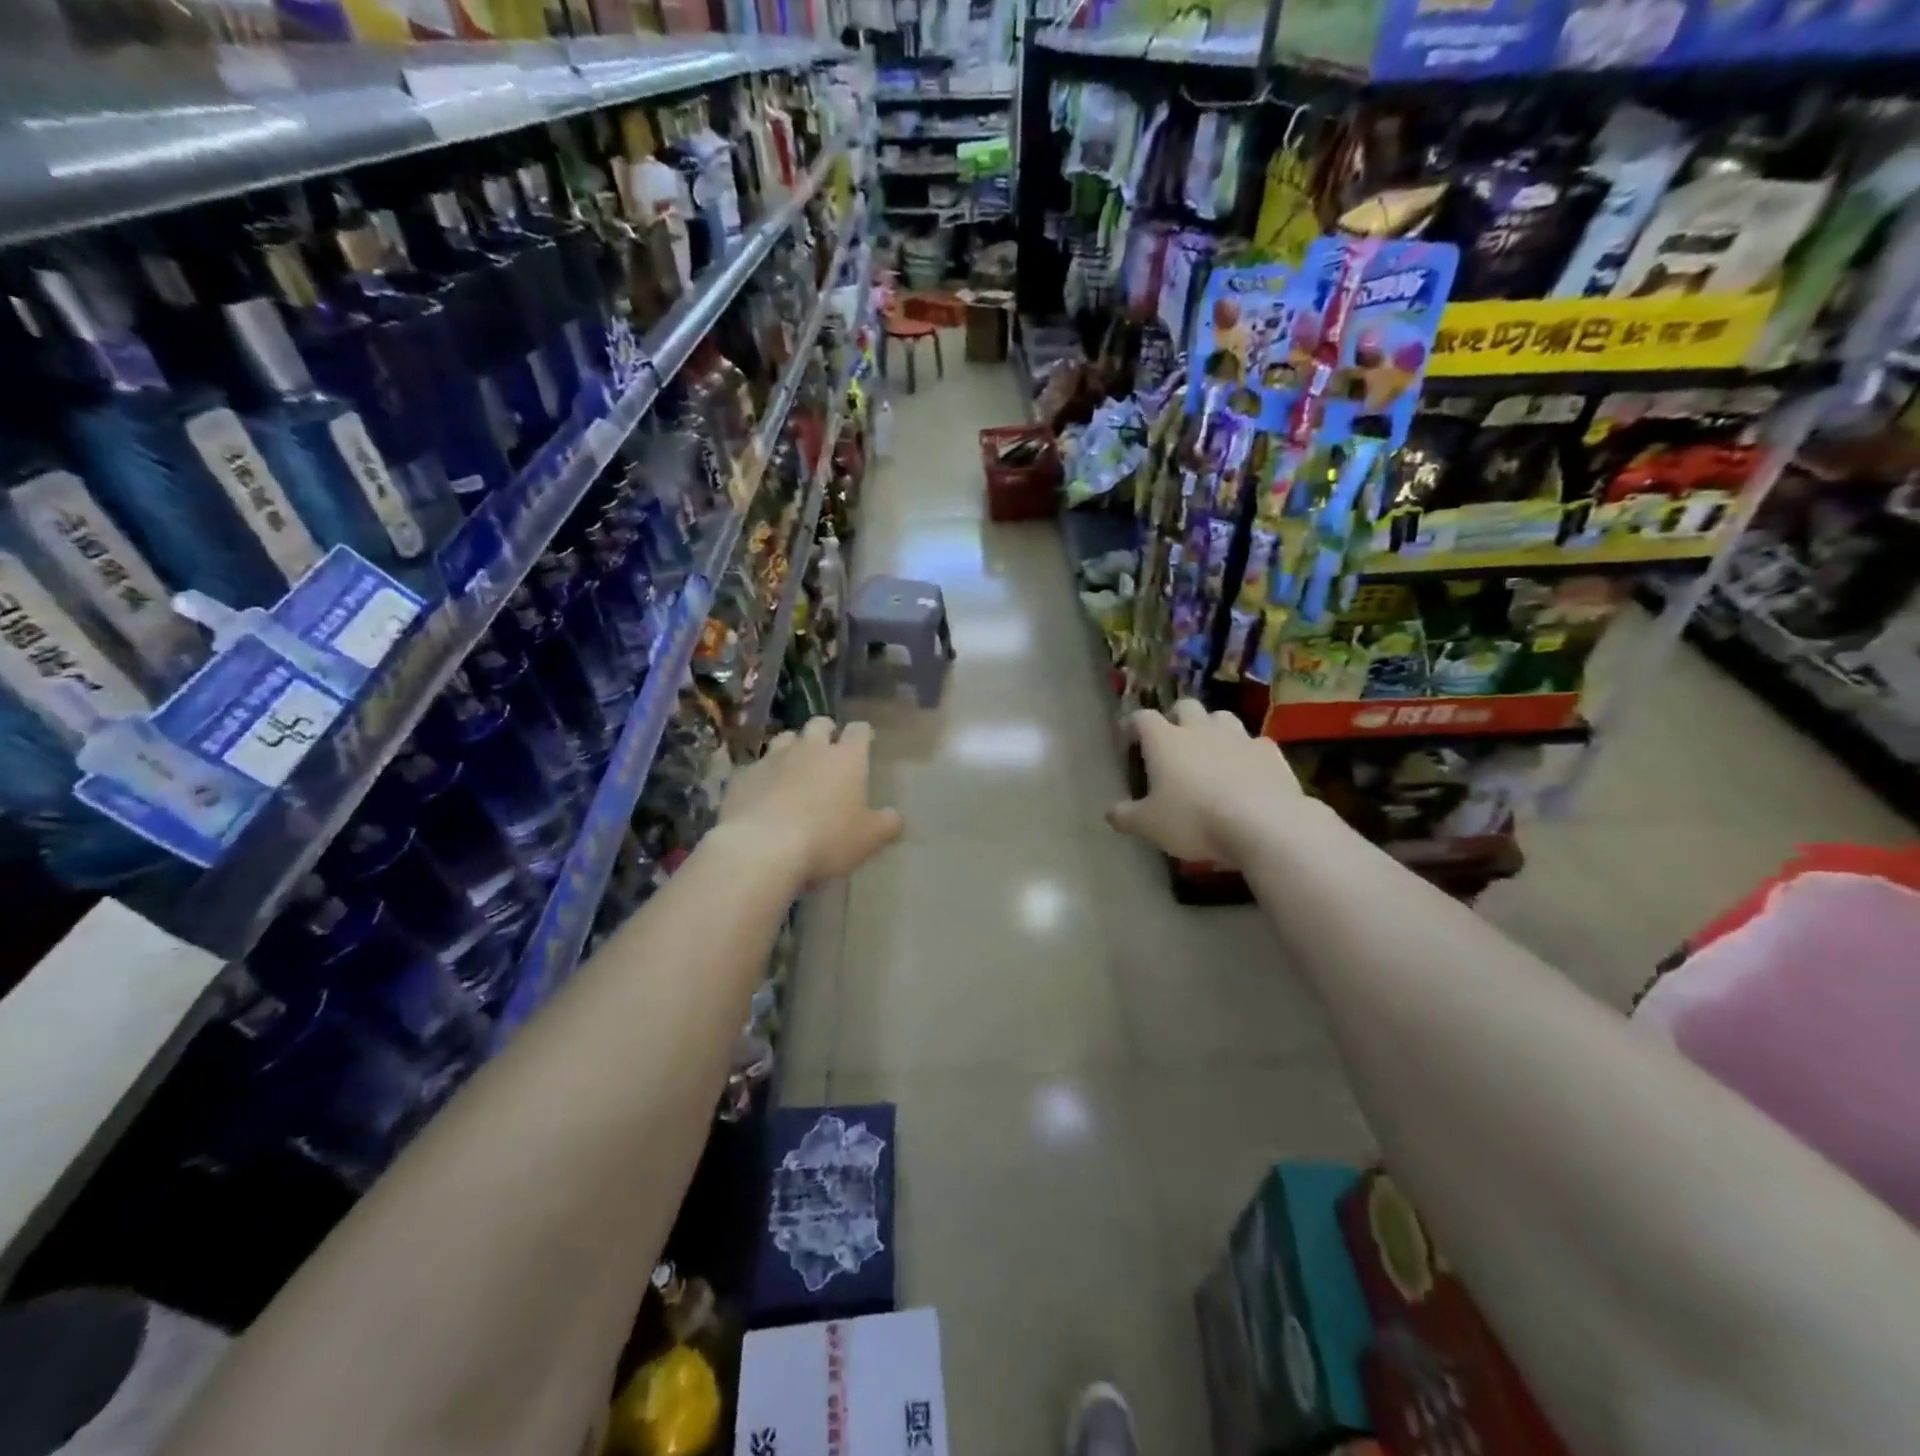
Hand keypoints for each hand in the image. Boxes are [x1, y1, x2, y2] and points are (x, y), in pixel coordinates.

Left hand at [720, 717, 902, 886]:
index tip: (866, 741)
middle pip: (819, 724)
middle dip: (826, 732)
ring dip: (793, 748)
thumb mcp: (868, 839)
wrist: (761, 848)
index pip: (859, 730)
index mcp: (846, 758)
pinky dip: (764, 774)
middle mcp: (810, 748)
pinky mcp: (743, 775)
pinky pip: (756, 766)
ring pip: (785, 738)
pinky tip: (763, 793)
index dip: (863, 734)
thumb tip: (895, 816)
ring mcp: (773, 758)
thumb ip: (886, 824)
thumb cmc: (826, 839)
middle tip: (829, 751)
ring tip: (795, 767)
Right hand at [1106, 699, 1301, 865]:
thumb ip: (1127, 817)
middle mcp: (1200, 729)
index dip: (1133, 723)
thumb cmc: (1194, 819)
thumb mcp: (1149, 825)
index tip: (1127, 734)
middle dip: (1176, 717)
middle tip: (1172, 737)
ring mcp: (1238, 737)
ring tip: (1210, 748)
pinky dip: (1245, 751)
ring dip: (1212, 727)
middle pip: (1185, 706)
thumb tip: (1110, 813)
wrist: (1262, 823)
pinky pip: (1254, 742)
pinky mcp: (1269, 752)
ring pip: (1222, 717)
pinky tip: (1246, 768)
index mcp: (1165, 741)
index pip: (1143, 718)